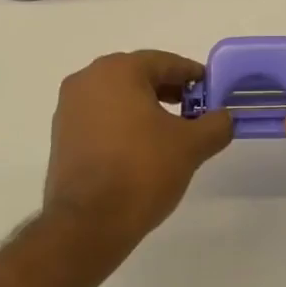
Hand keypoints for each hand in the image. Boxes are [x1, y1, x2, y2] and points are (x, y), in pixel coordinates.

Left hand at [42, 51, 234, 248]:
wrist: (87, 224)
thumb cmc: (142, 171)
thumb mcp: (191, 146)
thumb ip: (215, 124)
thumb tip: (224, 117)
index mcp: (117, 71)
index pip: (164, 62)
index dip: (192, 75)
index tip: (211, 91)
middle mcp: (88, 80)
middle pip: (138, 76)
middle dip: (169, 91)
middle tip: (195, 111)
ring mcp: (69, 108)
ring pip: (117, 97)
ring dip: (145, 108)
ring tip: (171, 133)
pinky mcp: (61, 136)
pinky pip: (100, 118)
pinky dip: (123, 124)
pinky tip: (141, 148)